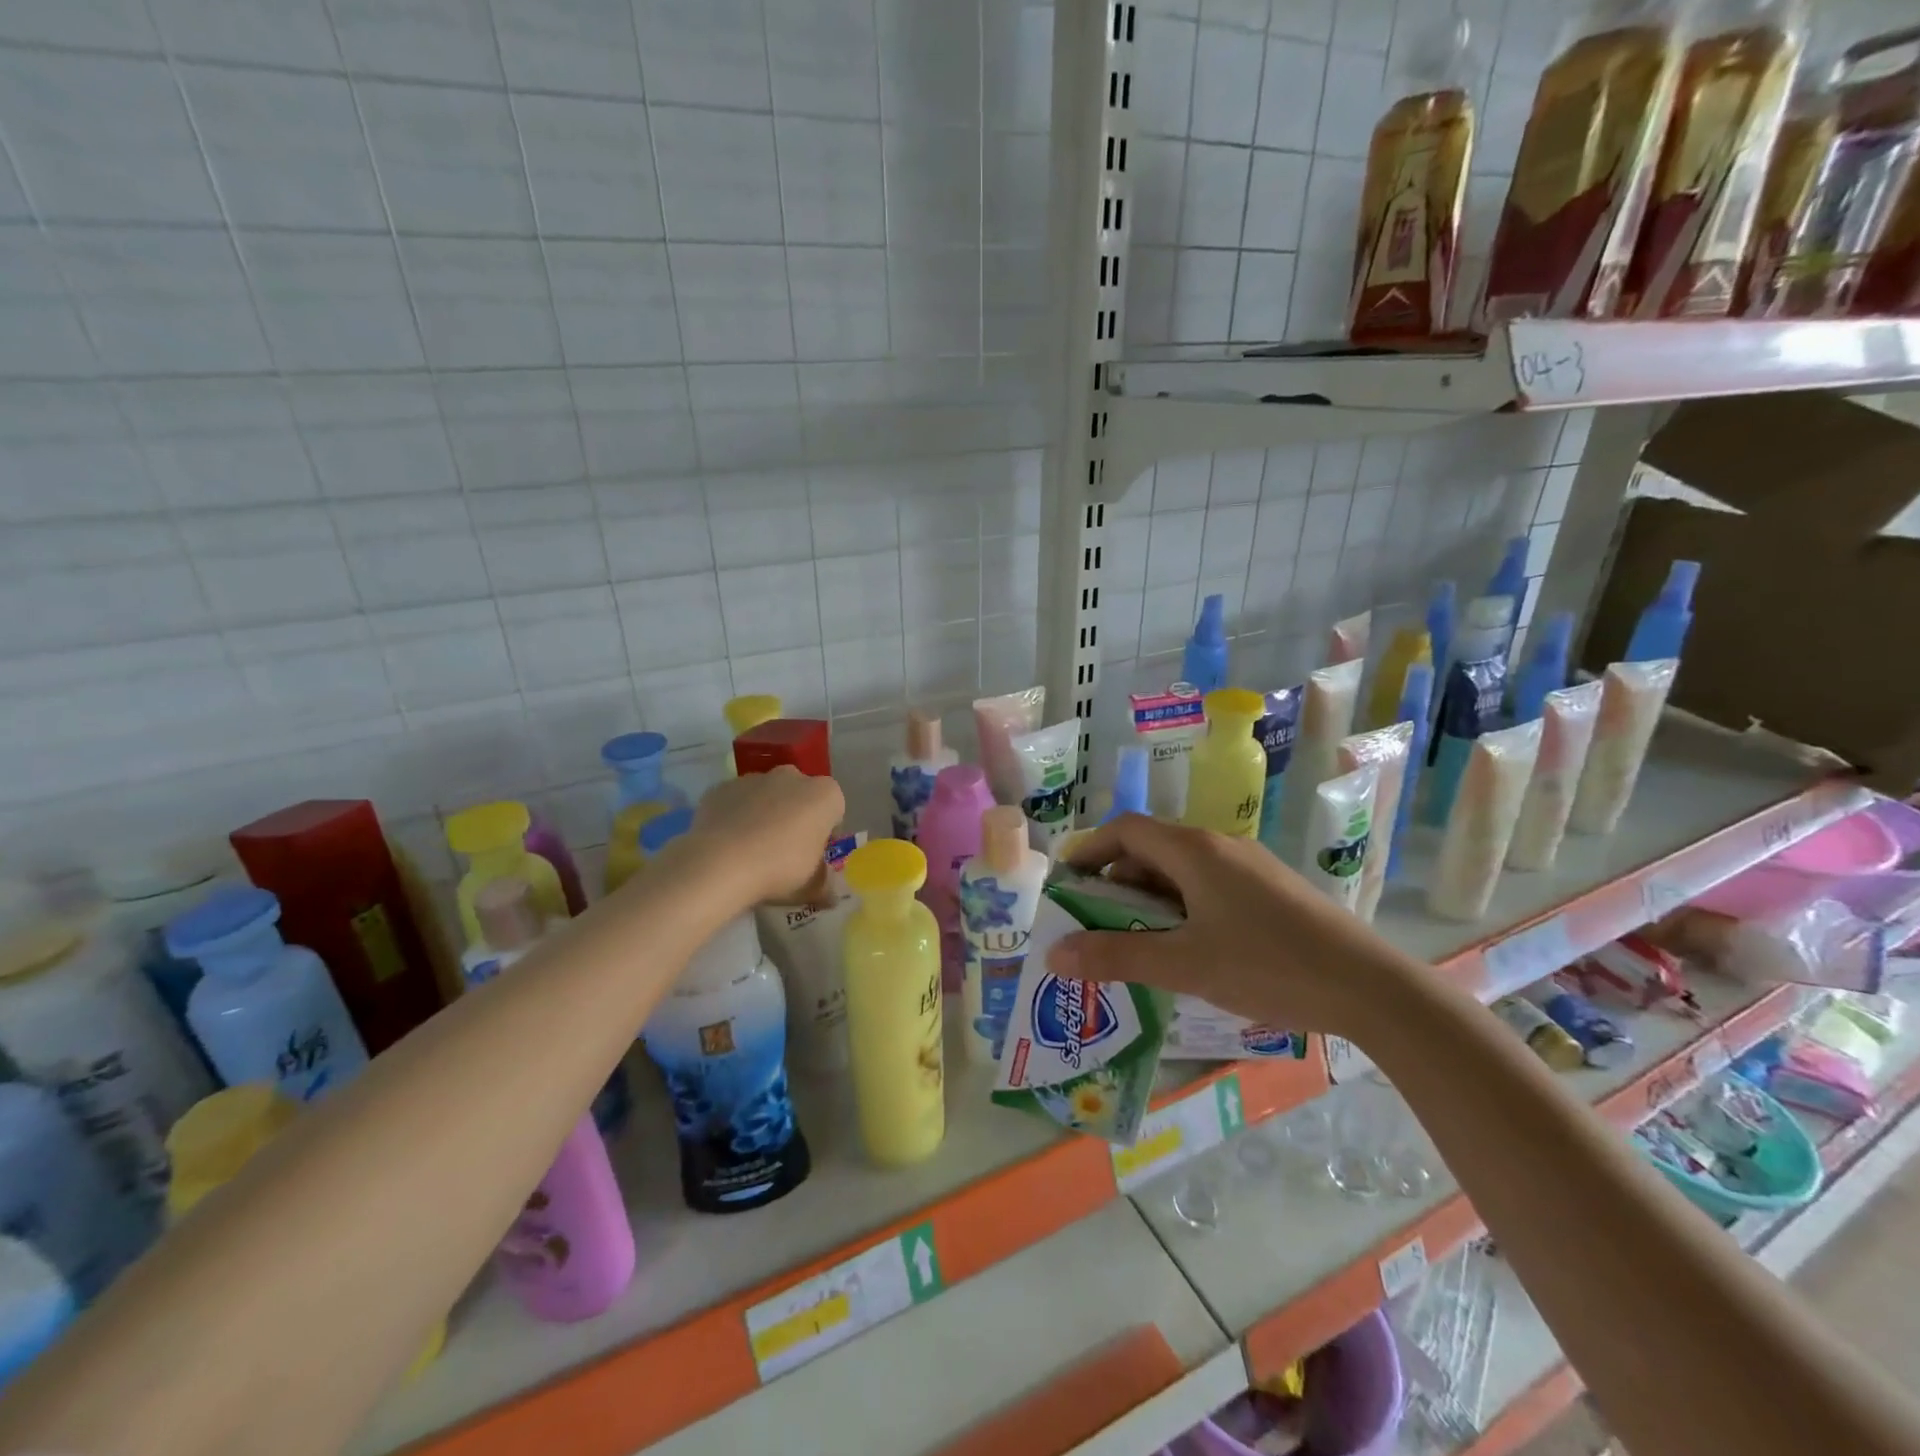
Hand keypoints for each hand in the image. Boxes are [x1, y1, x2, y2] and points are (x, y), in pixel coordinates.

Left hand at [684, 766, 845, 907]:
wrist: (721, 864)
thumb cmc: (780, 869)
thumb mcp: (813, 887)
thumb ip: (825, 885)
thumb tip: (829, 894)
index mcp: (825, 795)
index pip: (834, 811)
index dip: (825, 834)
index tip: (813, 856)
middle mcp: (793, 777)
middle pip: (799, 796)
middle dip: (795, 817)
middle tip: (784, 851)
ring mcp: (754, 778)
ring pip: (766, 795)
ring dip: (764, 814)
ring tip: (751, 849)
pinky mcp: (722, 787)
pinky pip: (735, 801)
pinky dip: (734, 816)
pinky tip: (727, 843)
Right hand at [1044, 814, 1411, 1038]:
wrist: (1371, 987)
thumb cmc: (1269, 965)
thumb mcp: (1185, 965)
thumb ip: (1117, 956)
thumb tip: (1054, 953)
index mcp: (1194, 850)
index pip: (1125, 830)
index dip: (1090, 851)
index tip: (1067, 885)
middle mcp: (1220, 846)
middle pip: (1152, 849)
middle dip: (1116, 882)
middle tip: (1096, 925)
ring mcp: (1249, 867)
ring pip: (1182, 871)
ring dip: (1150, 899)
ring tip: (1136, 942)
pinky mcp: (1271, 891)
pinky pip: (1208, 887)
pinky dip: (1182, 909)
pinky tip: (1188, 949)